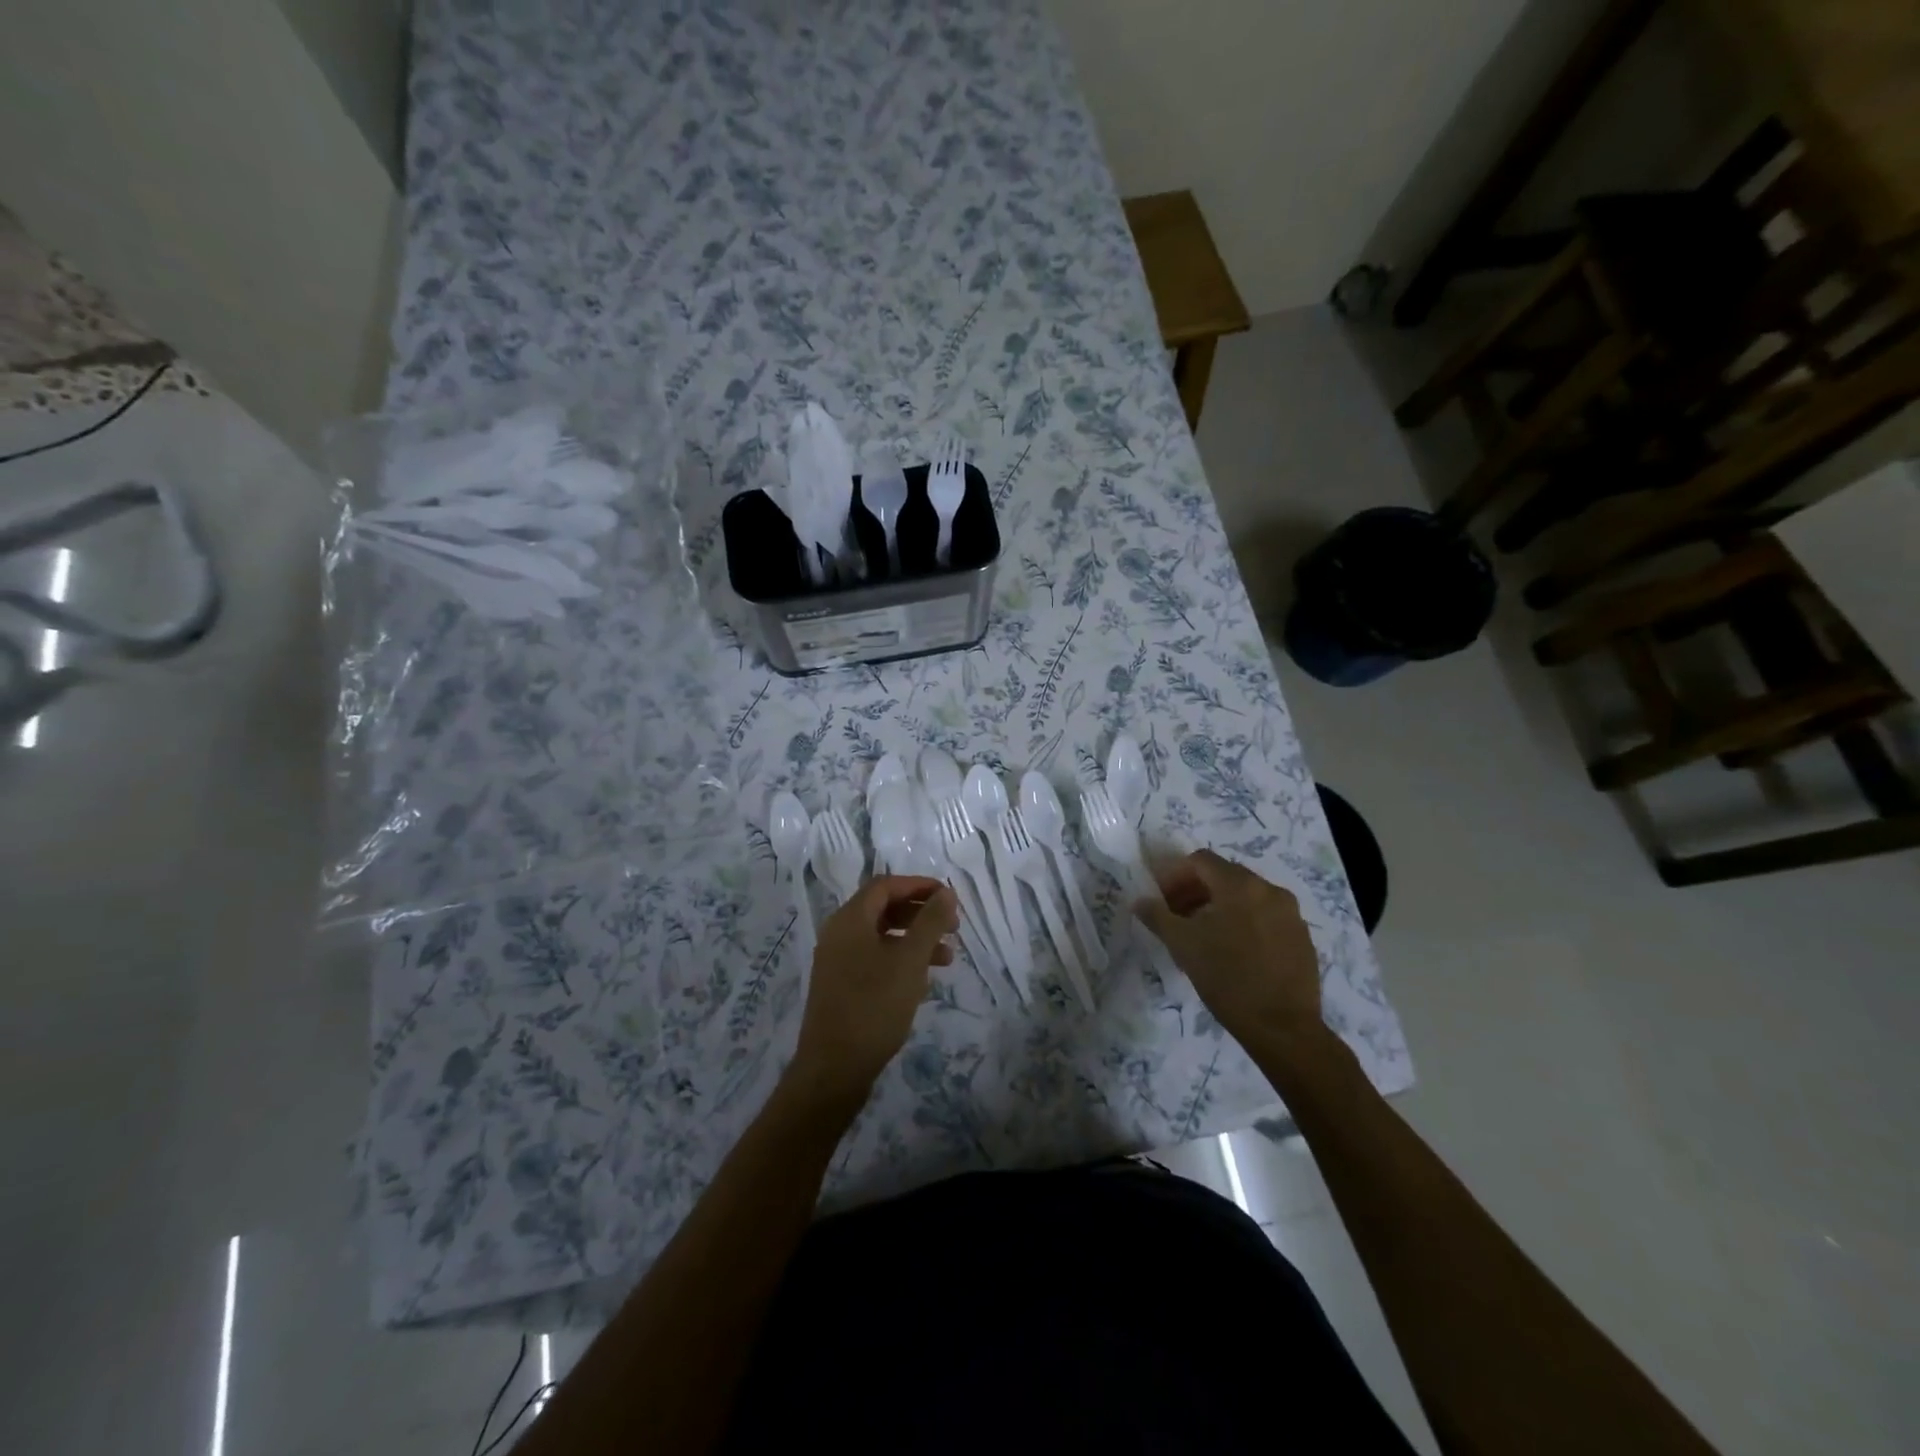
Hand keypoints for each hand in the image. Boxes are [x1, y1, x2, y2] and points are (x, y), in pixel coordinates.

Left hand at [785, 876, 957, 1111]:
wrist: (834, 1069)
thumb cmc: (874, 1006)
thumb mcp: (910, 961)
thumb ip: (930, 922)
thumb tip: (945, 892)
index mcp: (849, 920)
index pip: (886, 886)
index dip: (919, 886)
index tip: (949, 897)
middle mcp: (839, 934)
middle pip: (883, 909)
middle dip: (921, 914)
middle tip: (953, 926)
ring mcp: (838, 962)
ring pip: (882, 937)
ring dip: (915, 940)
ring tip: (948, 957)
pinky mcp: (842, 986)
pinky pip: (875, 959)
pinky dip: (901, 960)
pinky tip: (923, 980)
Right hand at [1134, 850, 1322, 1043]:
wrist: (1282, 1027)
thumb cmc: (1227, 978)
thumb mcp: (1183, 945)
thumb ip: (1158, 916)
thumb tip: (1139, 901)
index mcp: (1240, 885)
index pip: (1201, 861)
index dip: (1175, 875)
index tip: (1161, 899)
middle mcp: (1270, 890)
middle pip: (1225, 876)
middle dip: (1195, 890)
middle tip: (1176, 916)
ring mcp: (1290, 914)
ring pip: (1246, 897)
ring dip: (1219, 906)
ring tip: (1202, 935)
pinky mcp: (1302, 937)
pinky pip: (1265, 917)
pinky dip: (1244, 922)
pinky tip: (1232, 951)